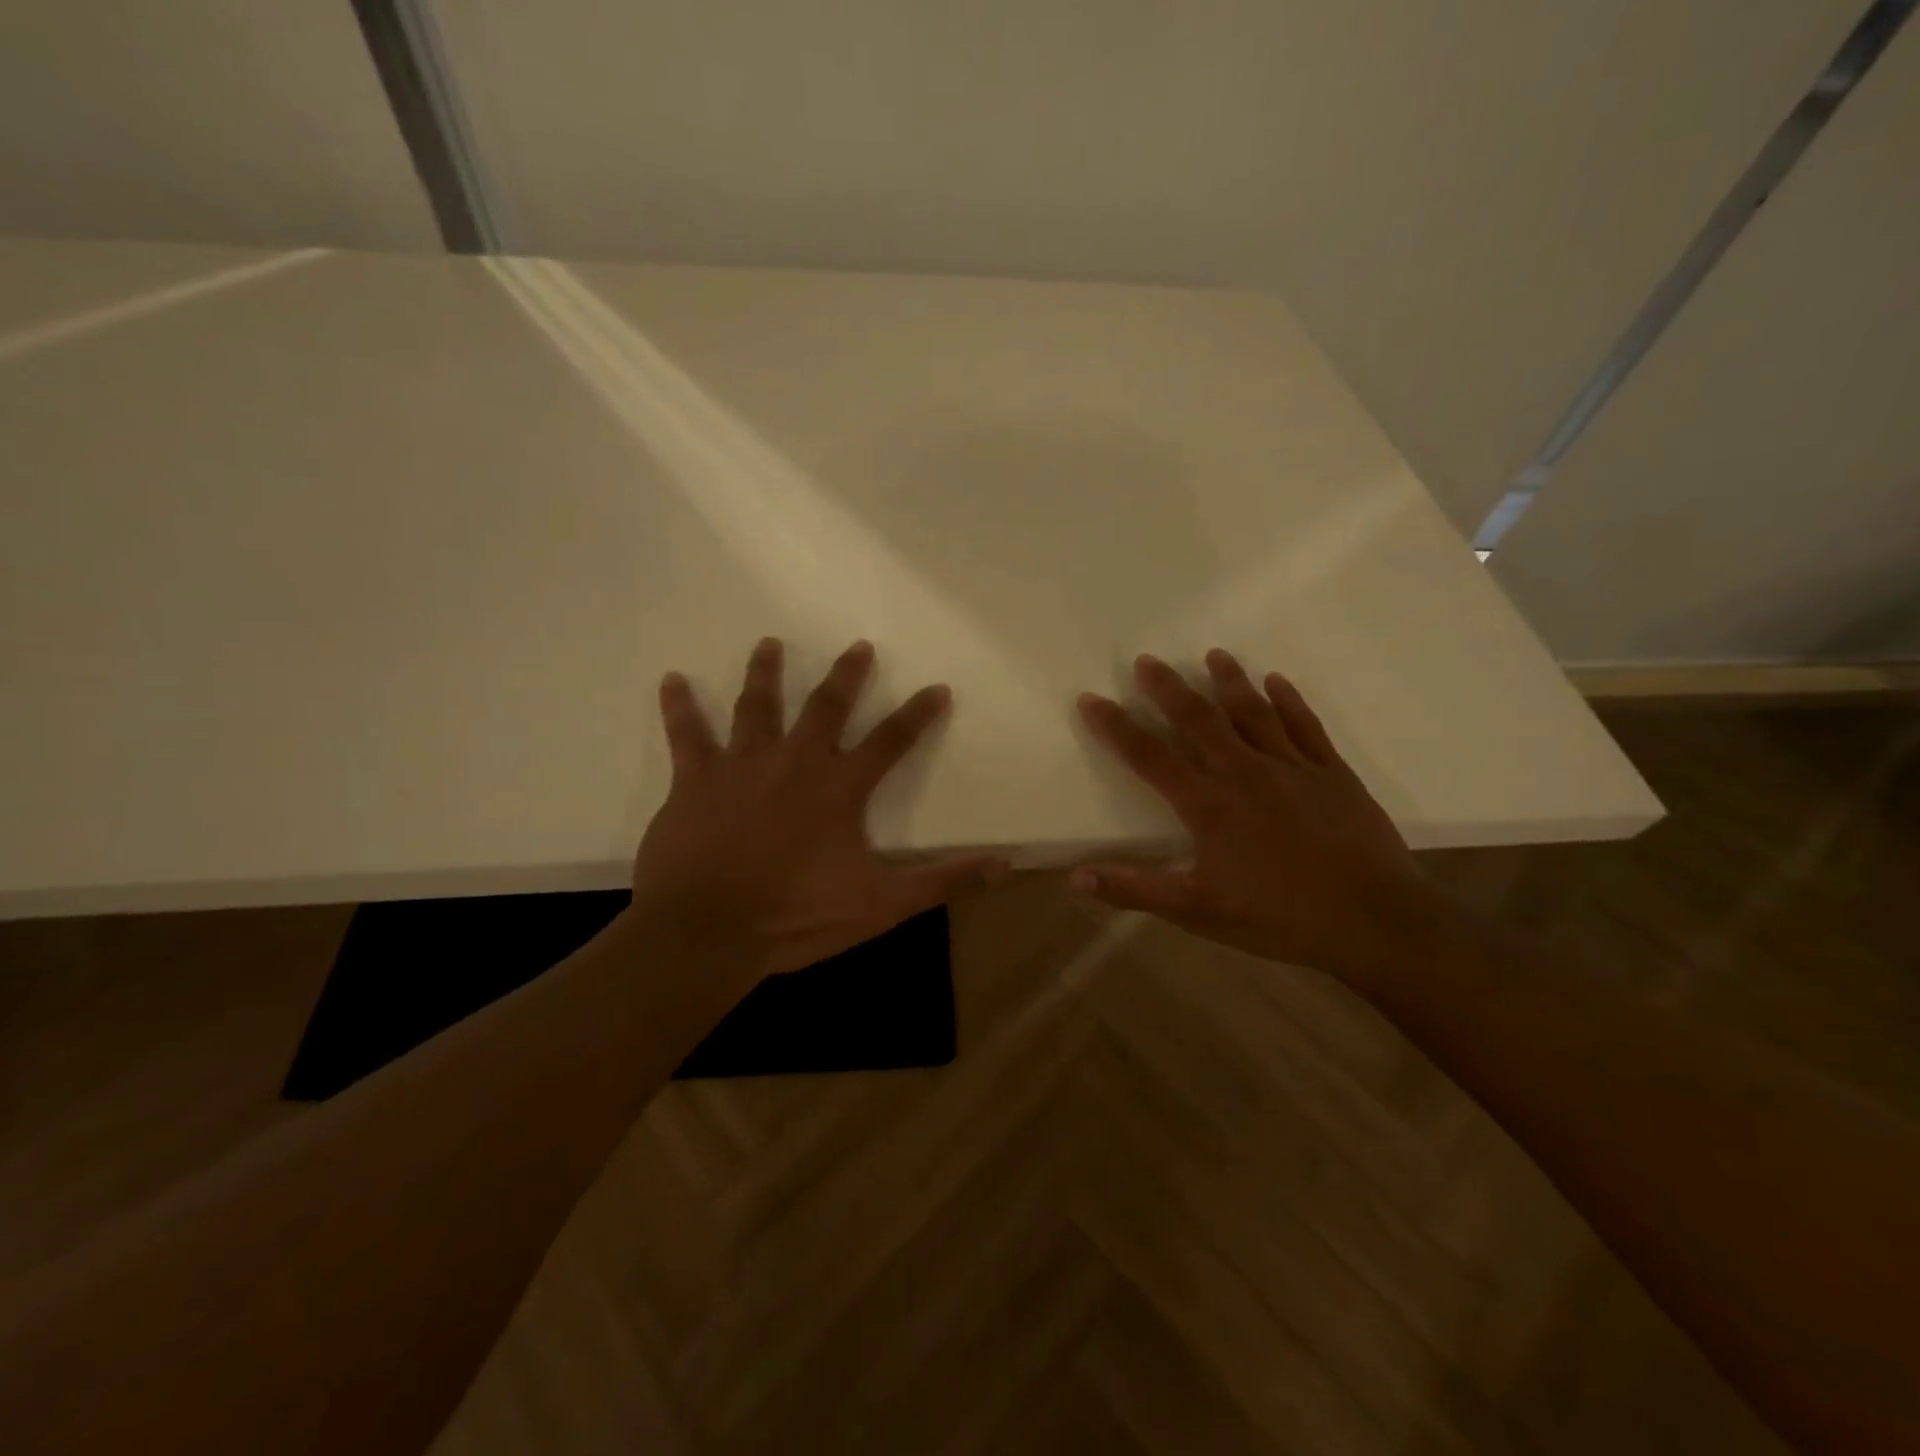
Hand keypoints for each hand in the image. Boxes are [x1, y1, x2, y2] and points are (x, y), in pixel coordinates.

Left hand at [628, 637, 1008, 983]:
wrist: (708, 933)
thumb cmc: (797, 917)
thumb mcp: (882, 905)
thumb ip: (943, 881)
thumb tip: (1006, 864)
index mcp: (840, 787)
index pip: (891, 741)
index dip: (918, 714)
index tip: (936, 688)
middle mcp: (795, 761)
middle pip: (826, 705)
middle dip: (846, 675)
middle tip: (859, 647)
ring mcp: (742, 765)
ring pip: (757, 705)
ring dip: (765, 672)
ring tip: (769, 643)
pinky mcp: (694, 779)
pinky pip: (686, 734)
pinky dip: (679, 706)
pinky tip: (672, 680)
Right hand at [1073, 650, 1450, 982]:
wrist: (1375, 921)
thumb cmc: (1279, 918)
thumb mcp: (1198, 912)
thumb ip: (1135, 890)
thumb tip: (1073, 877)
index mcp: (1208, 806)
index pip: (1150, 756)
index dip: (1116, 727)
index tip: (1091, 699)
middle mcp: (1245, 773)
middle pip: (1199, 720)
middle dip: (1169, 688)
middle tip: (1147, 660)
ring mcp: (1293, 768)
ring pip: (1253, 712)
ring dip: (1230, 681)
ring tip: (1213, 655)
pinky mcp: (1333, 774)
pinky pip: (1305, 726)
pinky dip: (1289, 701)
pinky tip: (1277, 682)